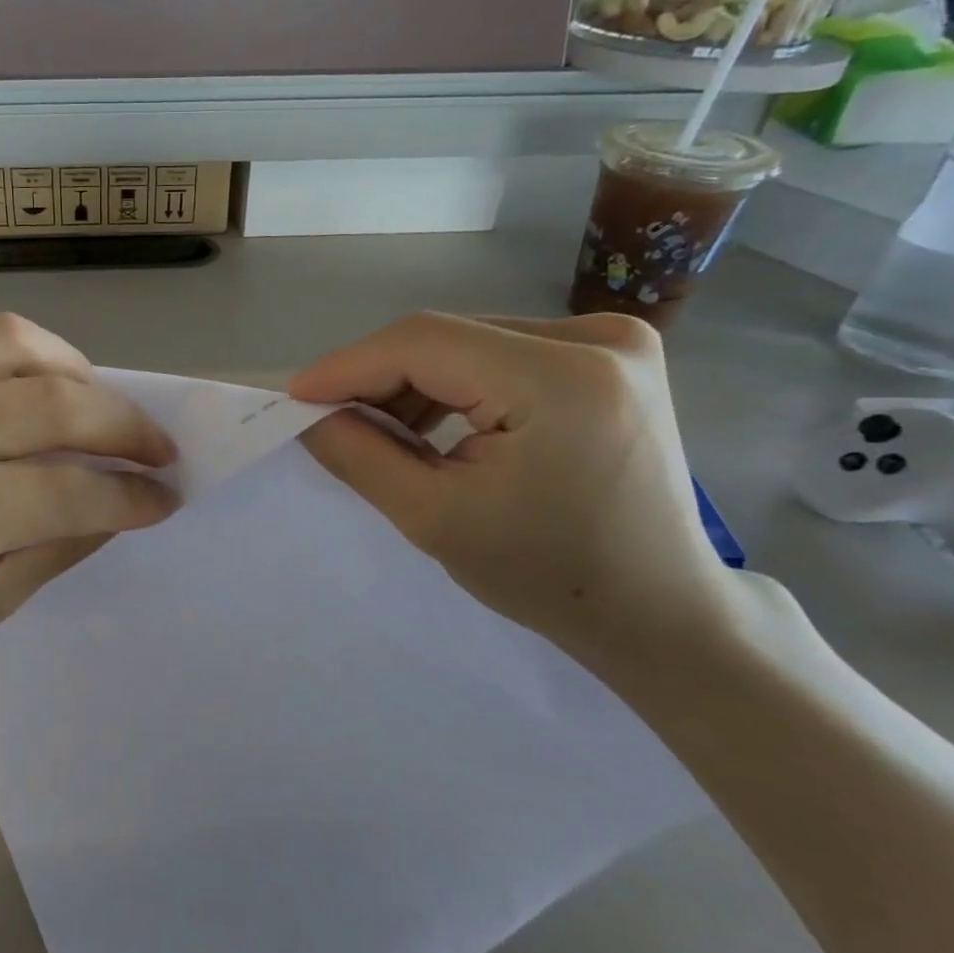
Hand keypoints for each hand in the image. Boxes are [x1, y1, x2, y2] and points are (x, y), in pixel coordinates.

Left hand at [0, 310, 178, 687]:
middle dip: (126, 425)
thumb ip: (61, 545)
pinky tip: (28, 380)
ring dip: (76, 370)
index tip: (167, 496)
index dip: (131, 493)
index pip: (65, 488)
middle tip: (157, 449)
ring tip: (96, 407)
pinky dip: (14, 347)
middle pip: (51, 400)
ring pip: (12, 339)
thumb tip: (130, 499)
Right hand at [291, 311, 739, 668]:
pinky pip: (501, 354)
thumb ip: (361, 455)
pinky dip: (455, 385)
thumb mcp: (435, 519)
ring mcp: (613, 342)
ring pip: (469, 344)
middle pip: (447, 339)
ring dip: (414, 382)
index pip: (424, 343)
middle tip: (331, 420)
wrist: (657, 613)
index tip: (296, 397)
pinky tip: (432, 424)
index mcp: (564, 379)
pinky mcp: (611, 358)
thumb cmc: (548, 577)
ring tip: (380, 432)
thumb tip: (309, 413)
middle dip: (379, 378)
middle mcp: (598, 339)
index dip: (349, 365)